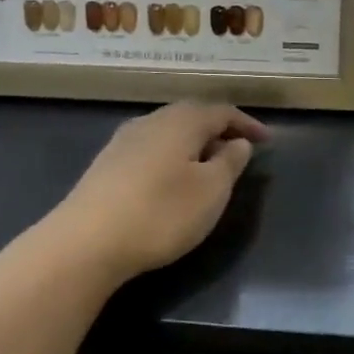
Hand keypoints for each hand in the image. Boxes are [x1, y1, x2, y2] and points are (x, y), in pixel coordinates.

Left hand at [52, 102, 269, 282]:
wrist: (85, 242)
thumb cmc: (160, 213)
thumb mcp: (211, 191)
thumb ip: (230, 162)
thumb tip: (238, 142)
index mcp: (181, 121)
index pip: (222, 111)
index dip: (247, 124)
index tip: (268, 141)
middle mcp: (151, 121)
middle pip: (191, 115)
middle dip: (219, 129)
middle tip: (239, 149)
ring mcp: (124, 141)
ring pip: (169, 131)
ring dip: (194, 143)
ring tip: (209, 165)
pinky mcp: (107, 165)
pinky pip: (151, 148)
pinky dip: (172, 156)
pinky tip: (172, 178)